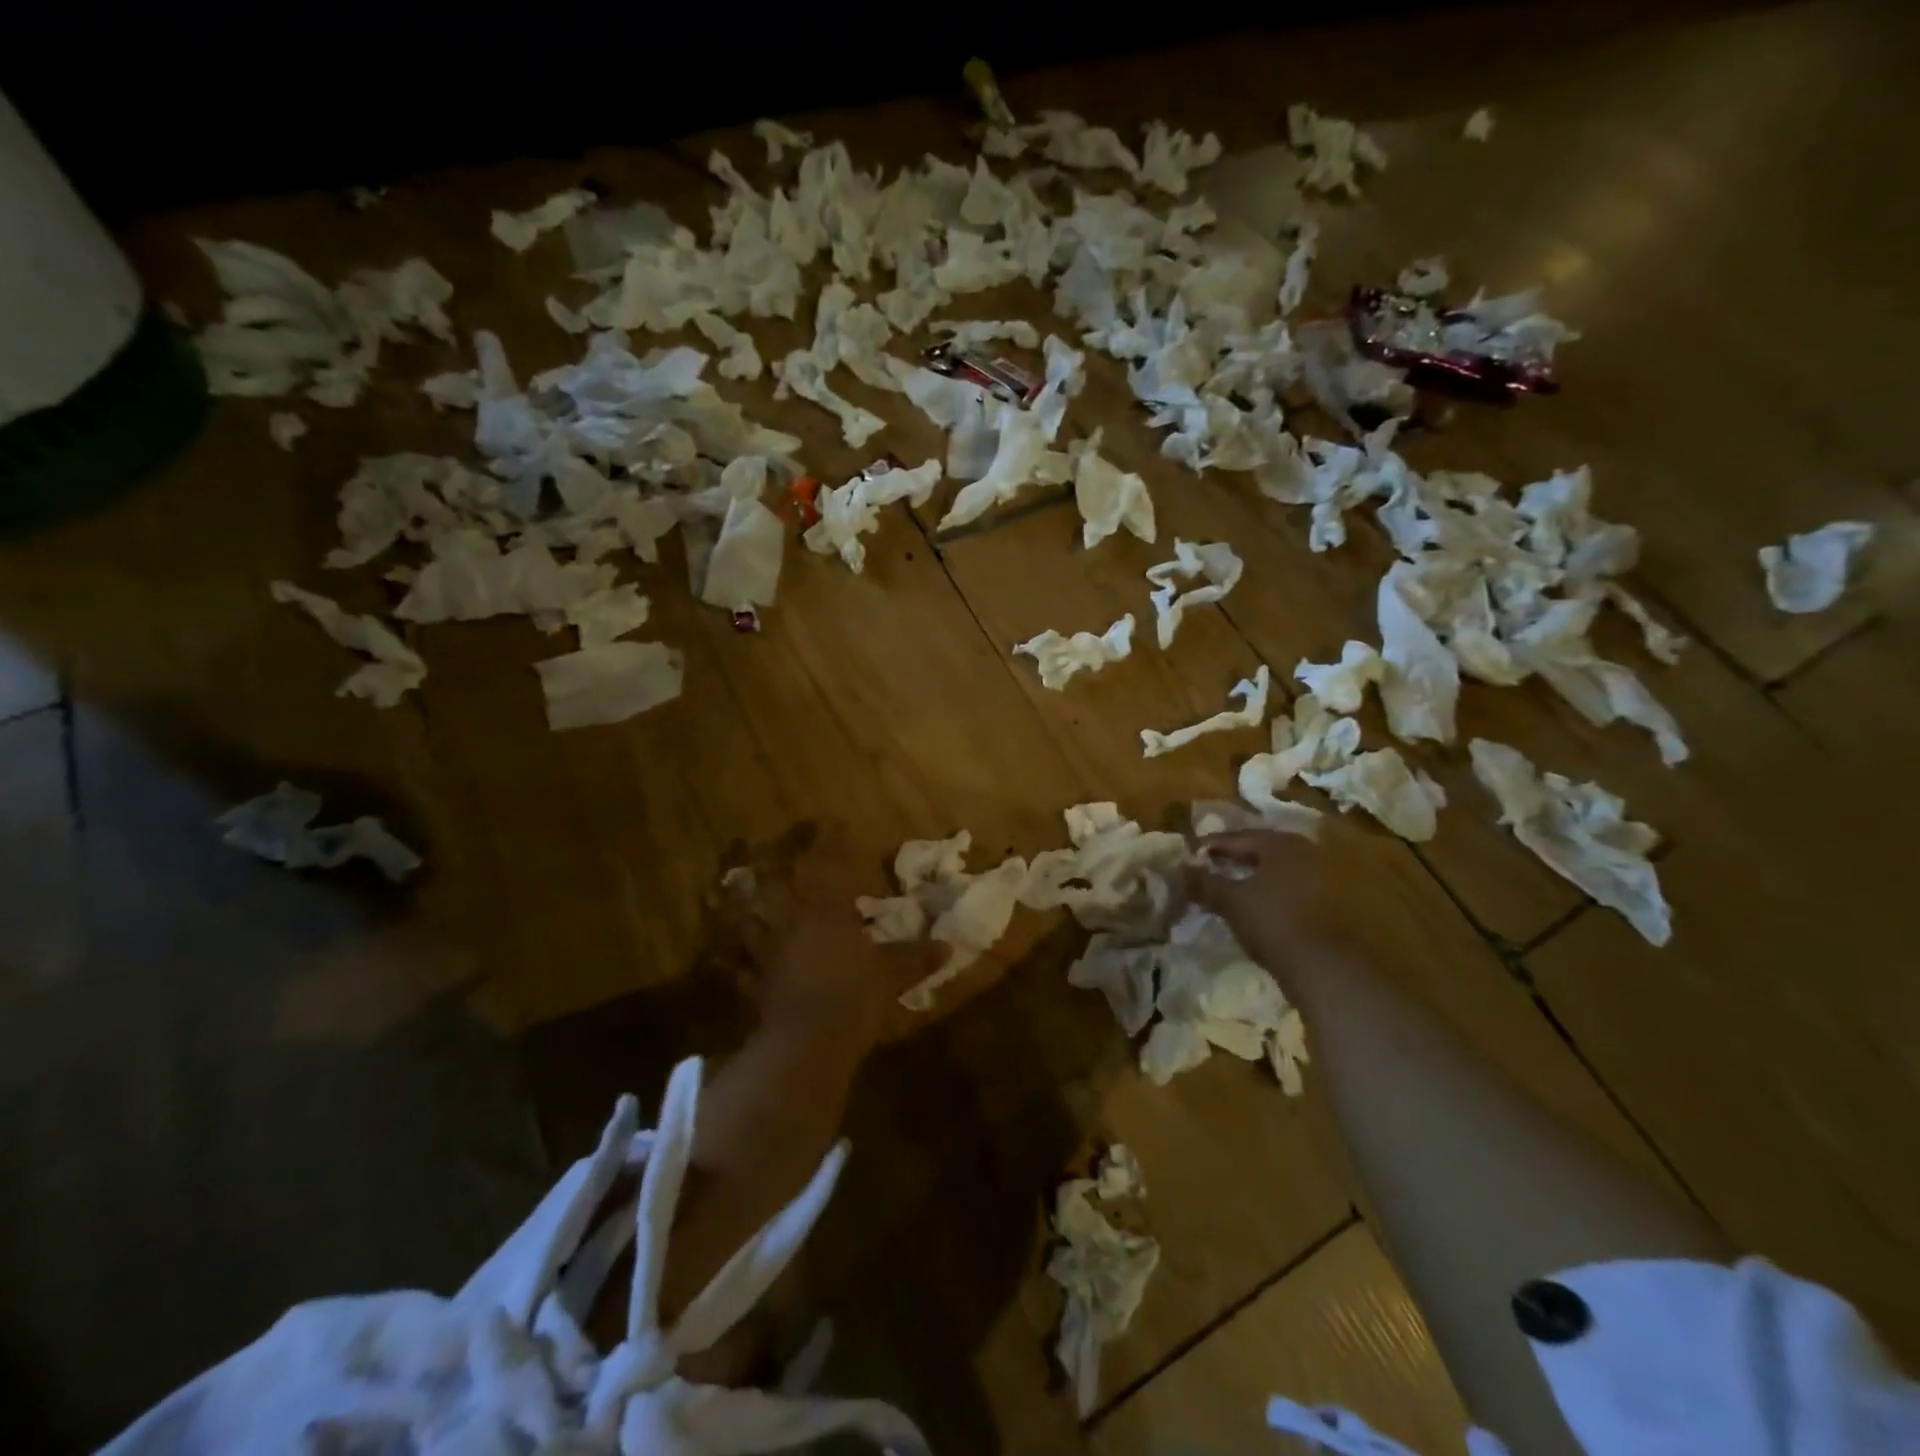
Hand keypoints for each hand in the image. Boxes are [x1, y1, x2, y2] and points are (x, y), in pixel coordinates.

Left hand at [717, 823, 940, 1050]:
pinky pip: (741, 969)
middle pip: (778, 887)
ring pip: (751, 922)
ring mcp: (770, 955)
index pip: (828, 867)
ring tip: (737, 894)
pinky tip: (729, 959)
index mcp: (827, 913)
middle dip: (775, 867)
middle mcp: (793, 925)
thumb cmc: (855, 996)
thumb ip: (916, 957)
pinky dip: (733, 962)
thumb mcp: (892, 975)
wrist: (809, 1043)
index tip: (830, 822)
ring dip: (743, 909)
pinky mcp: (757, 985)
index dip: (829, 843)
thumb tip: (948, 946)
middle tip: (769, 853)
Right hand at [1184, 828, 1353, 988]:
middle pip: (1261, 850)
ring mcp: (1321, 877)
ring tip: (1230, 885)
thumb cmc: (1272, 922)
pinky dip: (1269, 890)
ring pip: (1277, 869)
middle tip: (1210, 865)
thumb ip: (1204, 882)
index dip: (1213, 845)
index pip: (1239, 837)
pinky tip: (1256, 903)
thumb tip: (1180, 867)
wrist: (1323, 966)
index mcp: (1280, 844)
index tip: (1193, 852)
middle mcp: (1304, 852)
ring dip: (1253, 875)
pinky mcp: (1329, 902)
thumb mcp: (1230, 900)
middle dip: (1235, 857)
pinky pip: (1290, 887)